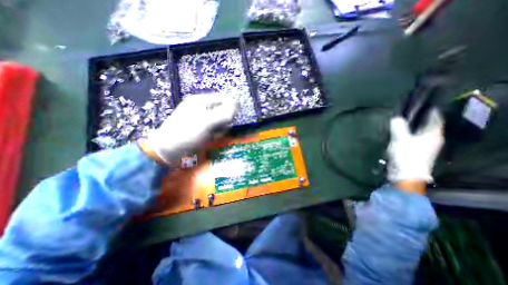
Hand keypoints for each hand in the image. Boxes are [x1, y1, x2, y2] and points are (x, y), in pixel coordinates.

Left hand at [143, 93, 238, 163]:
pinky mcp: (204, 129)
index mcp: (201, 101)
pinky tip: (211, 139)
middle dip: (224, 120)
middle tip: (218, 128)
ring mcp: (203, 119)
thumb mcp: (207, 121)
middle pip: (223, 110)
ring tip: (213, 135)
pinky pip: (217, 129)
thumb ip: (224, 113)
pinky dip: (216, 134)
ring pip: (222, 121)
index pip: (223, 98)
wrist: (169, 151)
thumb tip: (236, 105)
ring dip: (221, 129)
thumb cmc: (187, 133)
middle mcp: (203, 108)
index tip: (231, 118)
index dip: (230, 107)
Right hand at [390, 109, 445, 184]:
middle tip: (408, 112)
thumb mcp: (400, 138)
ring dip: (411, 127)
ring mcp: (424, 147)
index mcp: (433, 134)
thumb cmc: (406, 155)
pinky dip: (407, 135)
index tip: (422, 104)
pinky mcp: (416, 152)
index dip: (430, 111)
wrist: (406, 174)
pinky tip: (398, 134)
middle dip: (419, 119)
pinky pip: (412, 140)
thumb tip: (396, 118)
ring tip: (401, 122)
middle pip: (427, 125)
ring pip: (419, 133)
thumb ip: (398, 127)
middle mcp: (432, 139)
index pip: (436, 119)